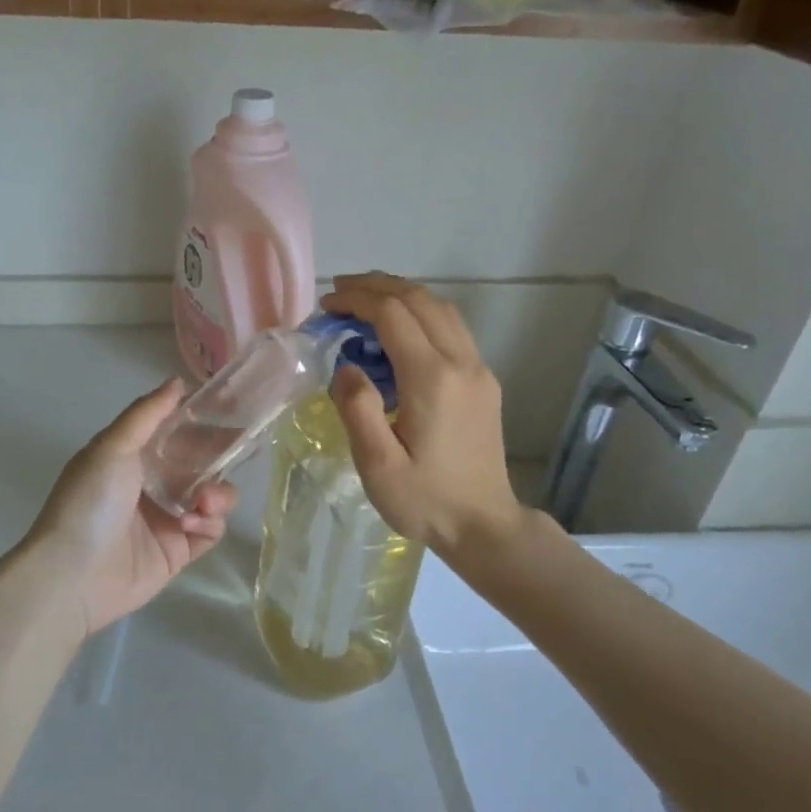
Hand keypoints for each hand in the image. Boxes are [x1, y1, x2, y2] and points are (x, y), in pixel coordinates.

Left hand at [22, 380, 236, 635]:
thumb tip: (177, 381)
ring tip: (204, 501)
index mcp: (132, 457)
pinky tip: (193, 523)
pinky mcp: (177, 552)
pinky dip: (209, 523)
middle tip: (240, 450)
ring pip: (211, 496)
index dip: (202, 422)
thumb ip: (147, 413)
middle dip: (219, 457)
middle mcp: (151, 485)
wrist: (74, 573)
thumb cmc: (90, 501)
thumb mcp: (112, 446)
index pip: (176, 433)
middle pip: (200, 464)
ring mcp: (166, 519)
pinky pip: (209, 530)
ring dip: (217, 493)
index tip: (234, 410)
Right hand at [322, 274, 528, 557]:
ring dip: (401, 295)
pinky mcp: (483, 381)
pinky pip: (451, 328)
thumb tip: (346, 367)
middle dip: (377, 286)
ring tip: (365, 303)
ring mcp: (478, 369)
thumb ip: (358, 409)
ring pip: (440, 308)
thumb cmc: (425, 501)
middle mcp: (460, 363)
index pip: (392, 314)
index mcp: (431, 379)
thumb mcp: (377, 465)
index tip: (326, 305)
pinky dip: (420, 314)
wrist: (484, 525)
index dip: (357, 300)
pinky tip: (397, 332)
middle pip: (419, 299)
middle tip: (340, 293)